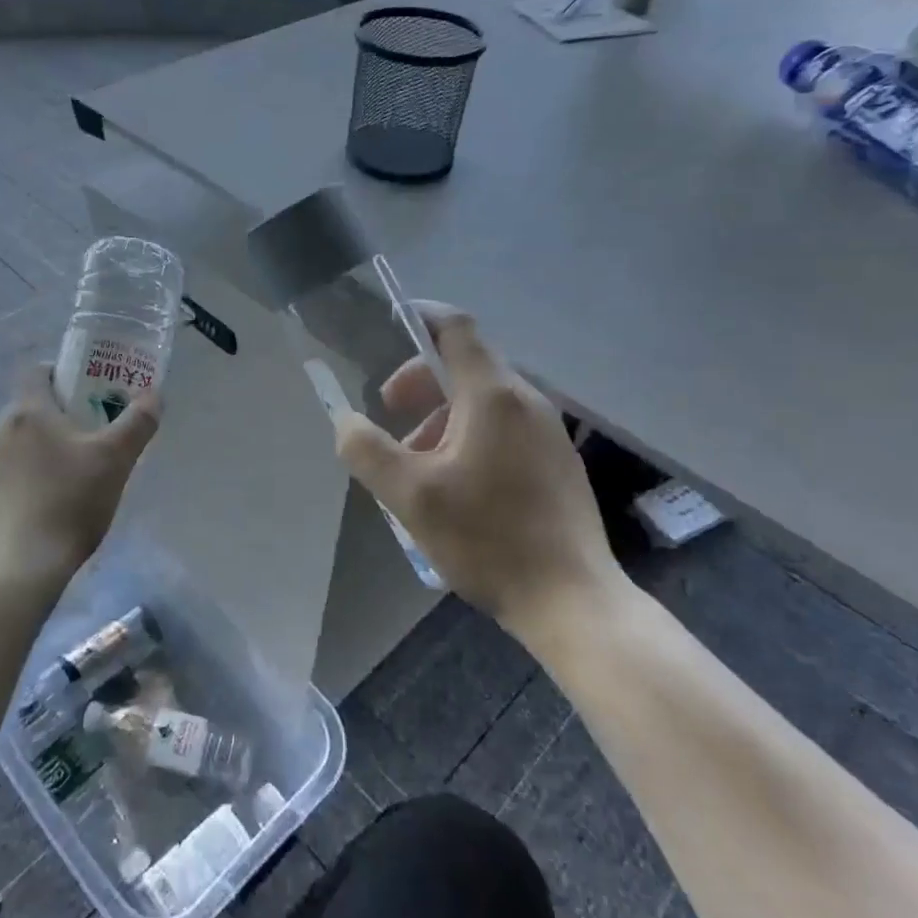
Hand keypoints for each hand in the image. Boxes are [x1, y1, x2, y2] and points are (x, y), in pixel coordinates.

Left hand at [0, 366, 160, 592]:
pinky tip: (56, 499)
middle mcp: (0, 429)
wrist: (19, 567)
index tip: (92, 388)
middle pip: (34, 405)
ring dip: (48, 444)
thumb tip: (154, 394)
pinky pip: (13, 469)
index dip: (65, 371)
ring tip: (81, 468)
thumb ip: (138, 422)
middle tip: (97, 430)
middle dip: (64, 412)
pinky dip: (33, 472)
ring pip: (23, 439)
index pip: (39, 370)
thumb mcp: (116, 460)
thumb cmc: (69, 501)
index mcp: (28, 411)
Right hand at [333, 307, 623, 638]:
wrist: (572, 601)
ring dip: (441, 418)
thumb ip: (368, 451)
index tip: (388, 325)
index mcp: (493, 396)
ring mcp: (548, 432)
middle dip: (419, 383)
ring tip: (416, 466)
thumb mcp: (410, 496)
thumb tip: (345, 421)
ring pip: (483, 402)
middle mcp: (526, 401)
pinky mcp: (557, 462)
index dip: (420, 317)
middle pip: (465, 366)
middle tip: (389, 417)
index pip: (456, 328)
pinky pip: (504, 429)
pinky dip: (469, 437)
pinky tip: (454, 487)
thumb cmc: (488, 539)